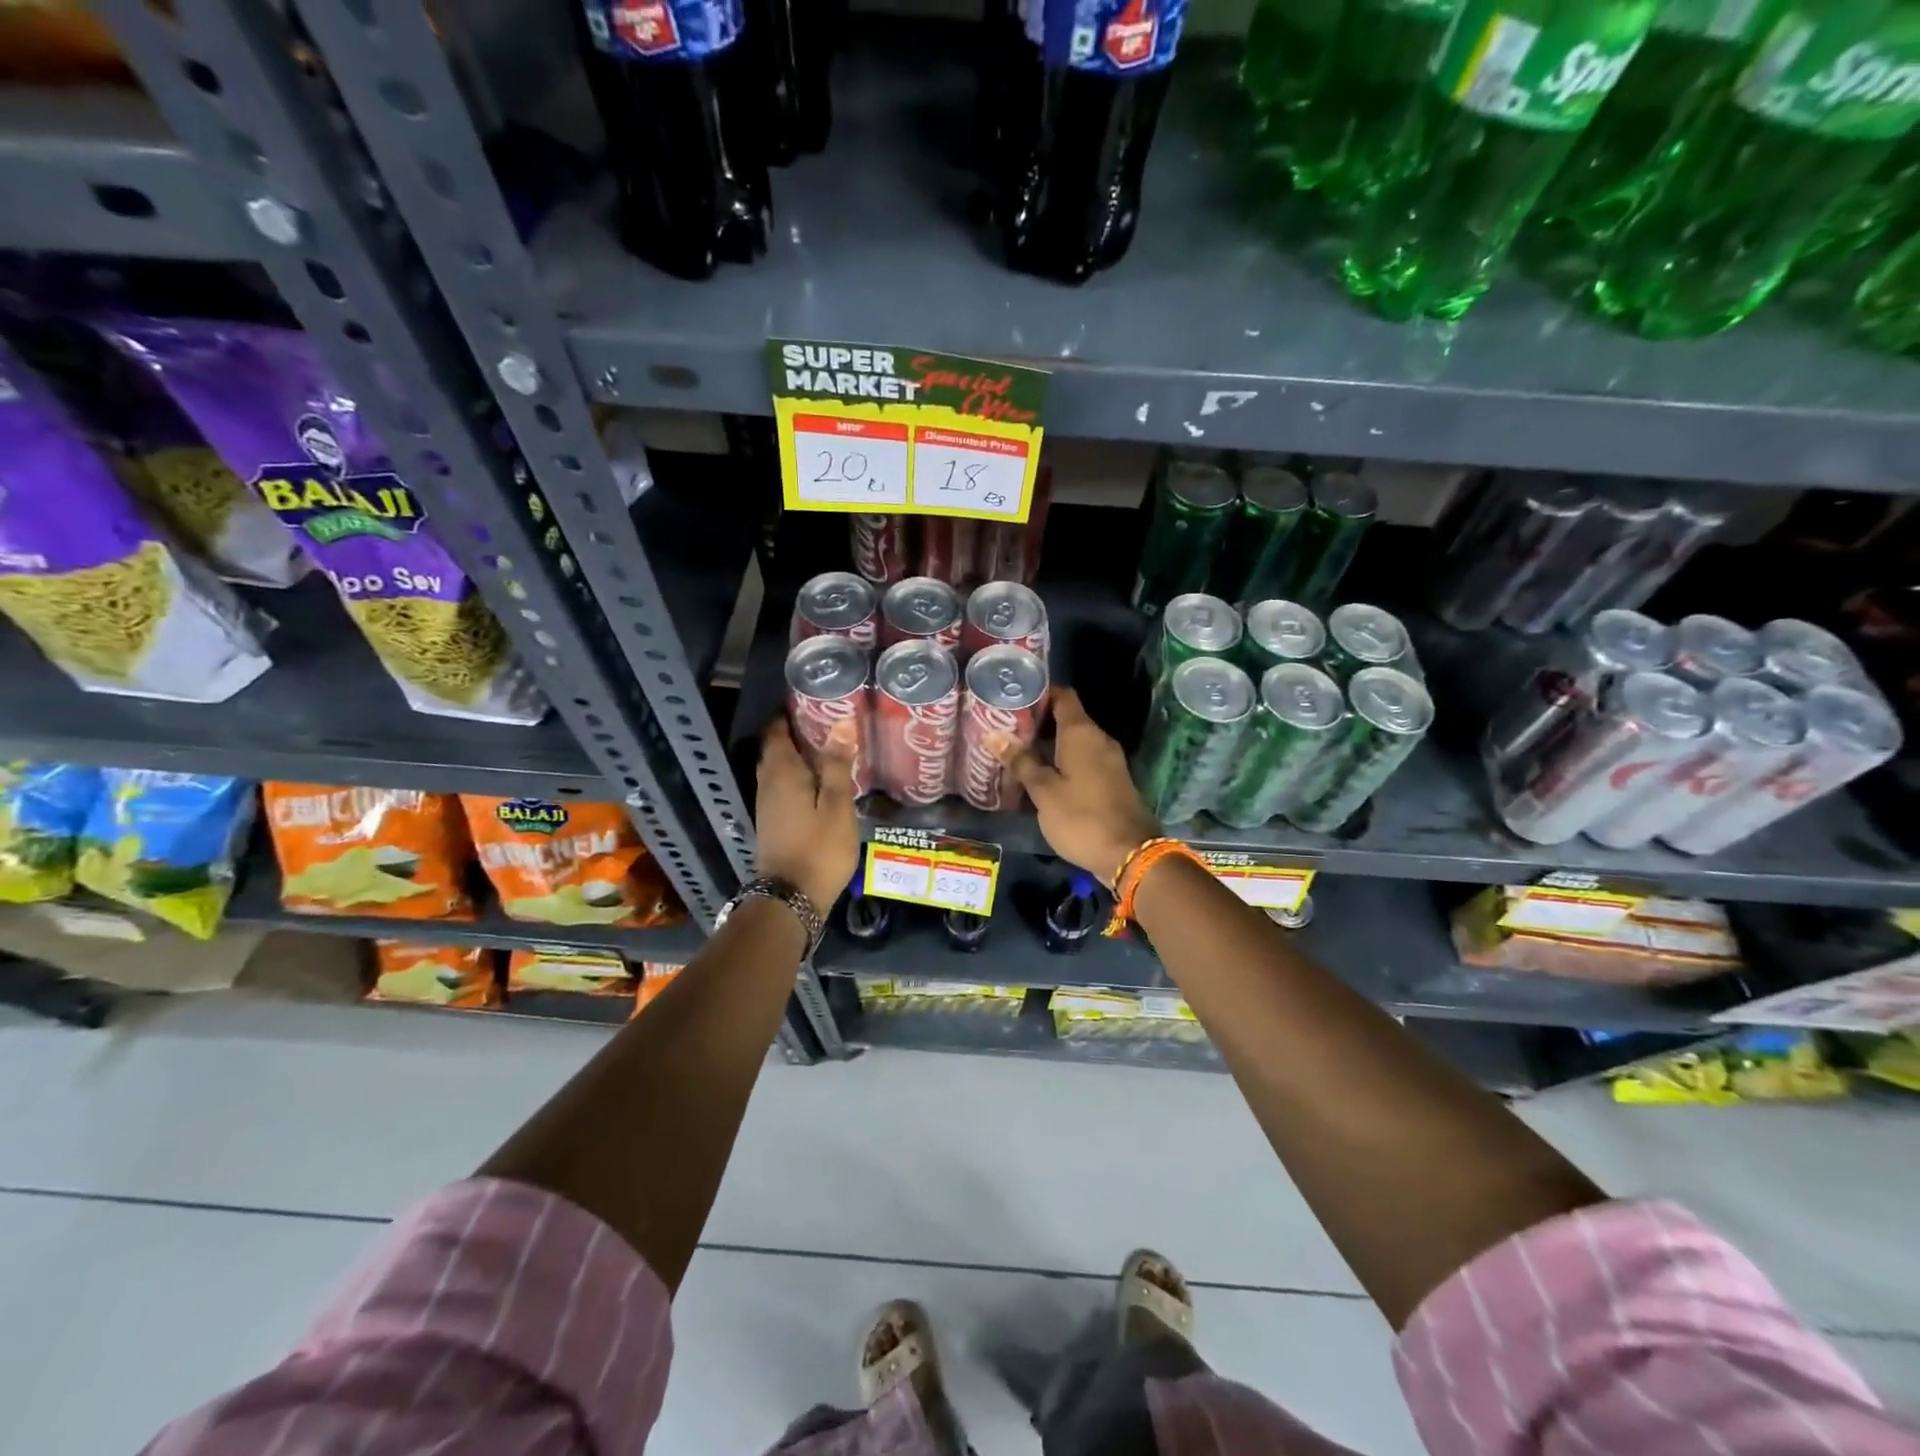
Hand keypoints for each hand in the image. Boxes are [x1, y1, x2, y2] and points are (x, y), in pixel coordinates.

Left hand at [755, 719, 859, 912]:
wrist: (791, 898)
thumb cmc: (819, 848)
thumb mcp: (837, 805)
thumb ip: (838, 764)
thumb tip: (841, 722)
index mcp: (781, 772)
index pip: (776, 731)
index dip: (790, 714)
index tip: (812, 703)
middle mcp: (767, 783)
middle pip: (775, 749)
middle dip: (795, 733)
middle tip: (826, 723)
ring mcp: (767, 805)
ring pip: (777, 770)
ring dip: (796, 757)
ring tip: (827, 749)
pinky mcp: (772, 822)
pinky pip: (781, 787)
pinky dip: (796, 777)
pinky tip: (818, 782)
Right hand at [1000, 688, 1160, 887]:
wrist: (1130, 854)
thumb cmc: (1081, 818)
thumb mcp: (1043, 792)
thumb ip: (1021, 761)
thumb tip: (994, 735)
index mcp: (1082, 733)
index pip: (1062, 696)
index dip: (1040, 692)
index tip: (1014, 698)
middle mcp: (1099, 739)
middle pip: (1067, 718)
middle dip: (1038, 722)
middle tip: (1005, 730)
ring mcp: (1109, 761)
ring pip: (1074, 742)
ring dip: (1049, 745)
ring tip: (1017, 754)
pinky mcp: (1113, 781)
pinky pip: (1084, 761)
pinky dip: (1063, 763)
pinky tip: (1041, 777)